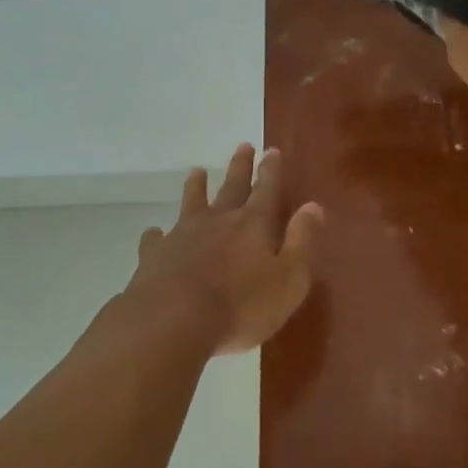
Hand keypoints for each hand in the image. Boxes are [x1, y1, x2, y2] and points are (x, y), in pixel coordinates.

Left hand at [126, 144, 322, 355]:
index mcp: (253, 226)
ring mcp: (182, 236)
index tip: (272, 150)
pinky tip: (154, 233)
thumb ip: (301, 242)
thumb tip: (313, 207)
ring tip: (196, 171)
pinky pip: (155, 239)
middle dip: (239, 167)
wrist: (172, 321)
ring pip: (191, 203)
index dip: (271, 171)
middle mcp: (217, 222)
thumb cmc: (240, 306)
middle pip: (231, 188)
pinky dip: (156, 234)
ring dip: (196, 187)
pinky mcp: (154, 257)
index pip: (266, 190)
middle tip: (243, 146)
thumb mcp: (288, 279)